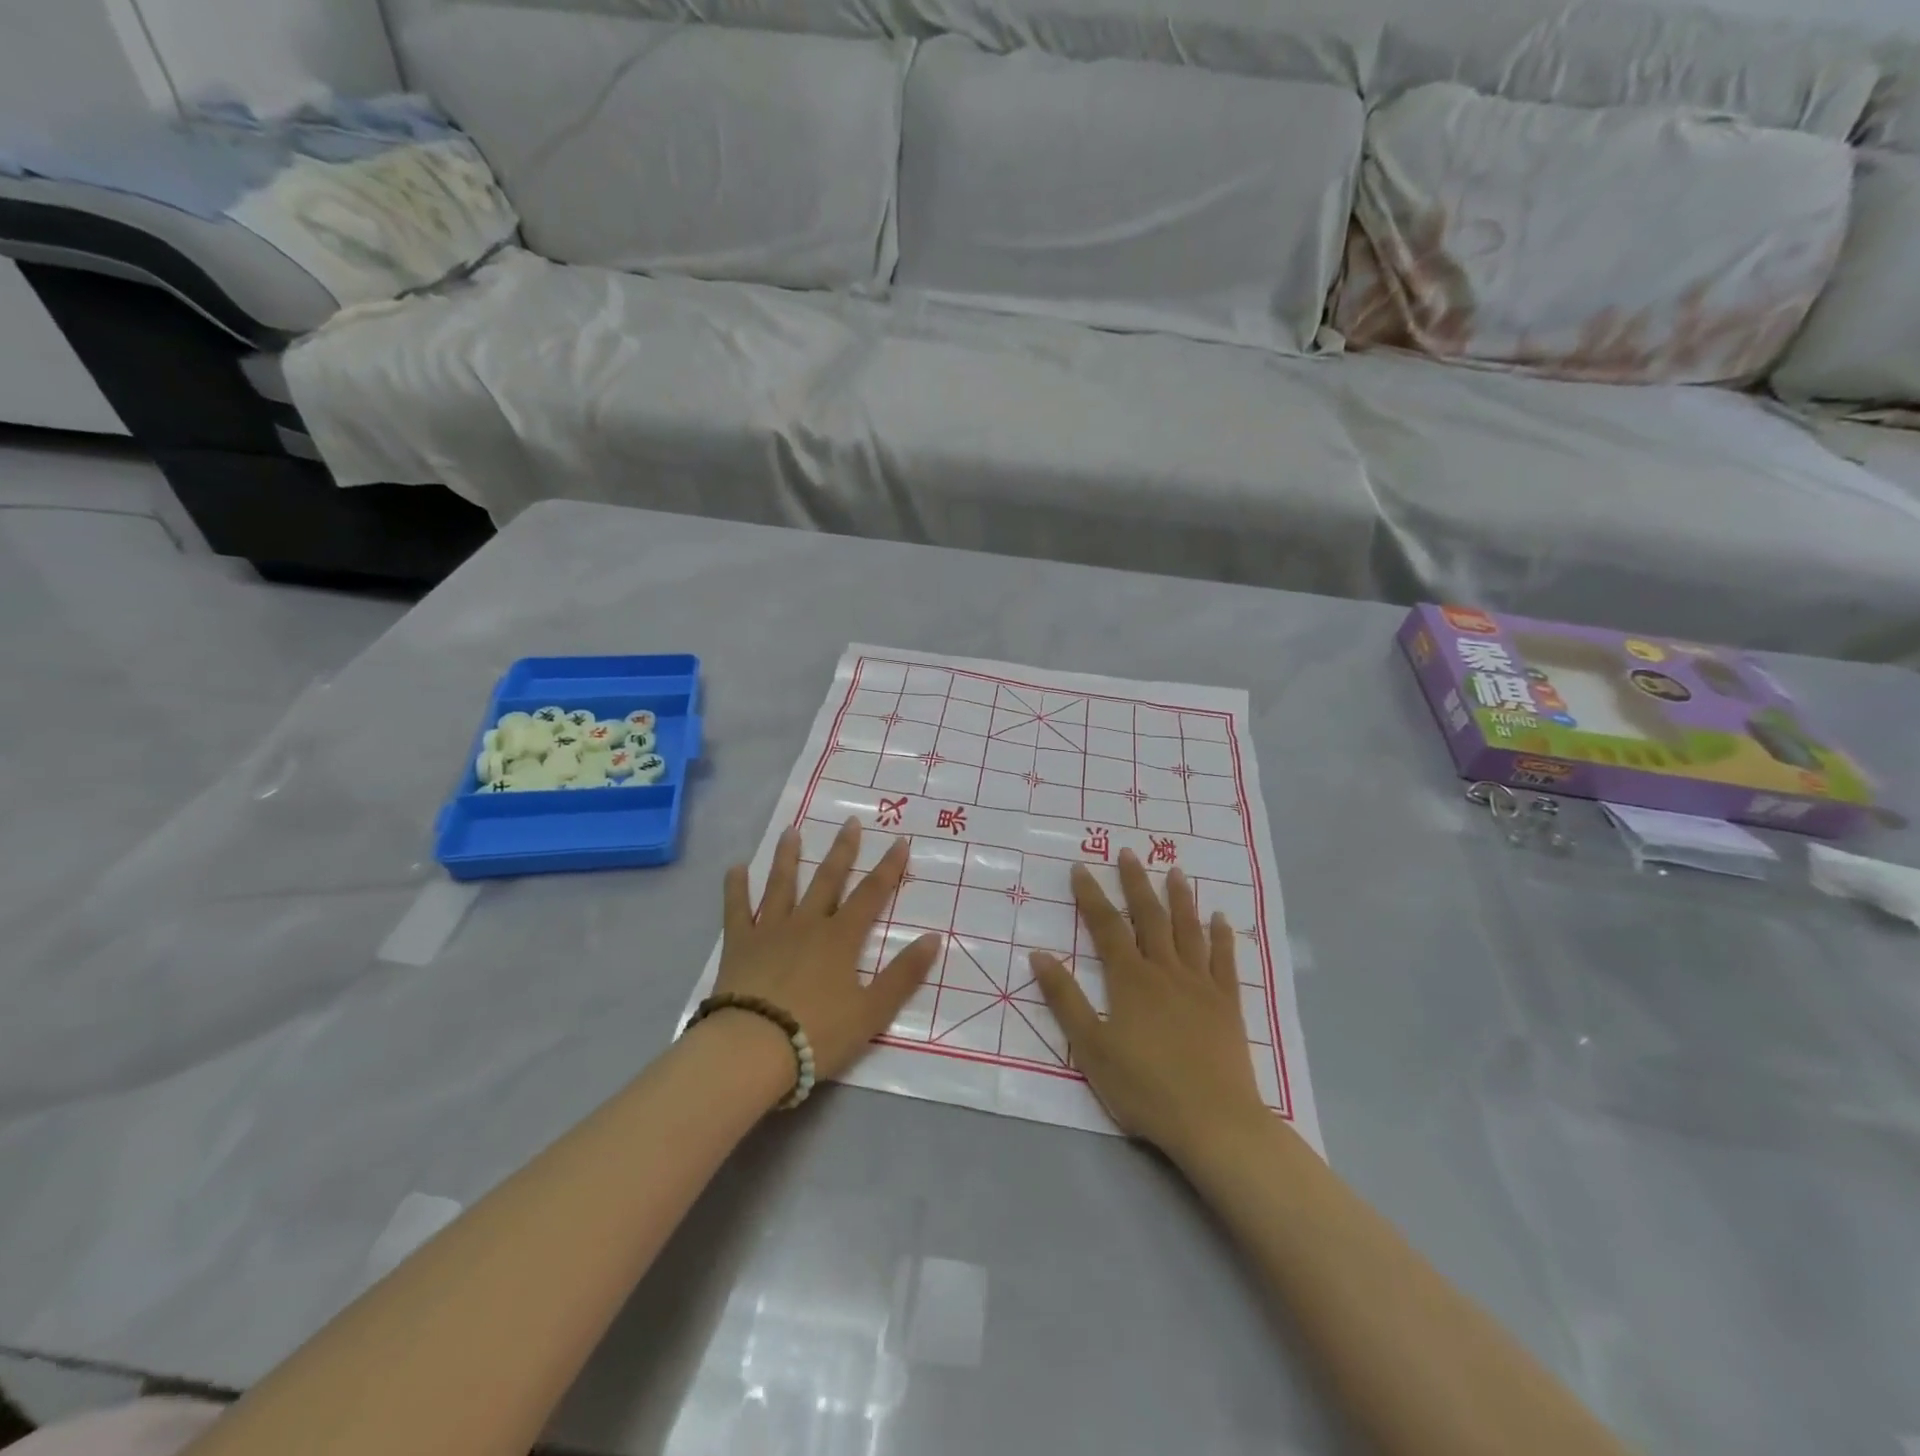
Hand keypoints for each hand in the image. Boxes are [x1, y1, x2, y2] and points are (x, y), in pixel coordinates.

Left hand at [717, 818, 942, 1082]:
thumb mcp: (872, 1011)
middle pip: (828, 880)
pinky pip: (737, 910)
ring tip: (791, 831)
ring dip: (788, 857)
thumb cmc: (817, 1033)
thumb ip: (903, 974)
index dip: (888, 868)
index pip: (871, 894)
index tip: (900, 841)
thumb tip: (933, 937)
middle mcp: (807, 924)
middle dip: (842, 850)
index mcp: (840, 938)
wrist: (754, 1049)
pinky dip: (735, 888)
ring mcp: (770, 931)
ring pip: (782, 885)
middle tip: (850, 822)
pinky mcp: (739, 945)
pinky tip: (735, 868)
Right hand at [1030, 850, 1264, 1155]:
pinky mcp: (1228, 1004)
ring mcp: (1200, 985)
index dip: (1091, 895)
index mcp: (1129, 979)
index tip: (1081, 867)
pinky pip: (1225, 961)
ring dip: (1180, 898)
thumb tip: (1039, 954)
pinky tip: (1221, 919)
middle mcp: (1165, 971)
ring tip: (1175, 871)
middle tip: (1129, 852)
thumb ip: (1064, 999)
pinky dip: (1222, 937)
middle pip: (1149, 917)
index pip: (1106, 926)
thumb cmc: (1144, 1087)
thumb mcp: (1090, 1047)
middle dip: (1136, 883)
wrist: (1213, 1120)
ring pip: (1189, 930)